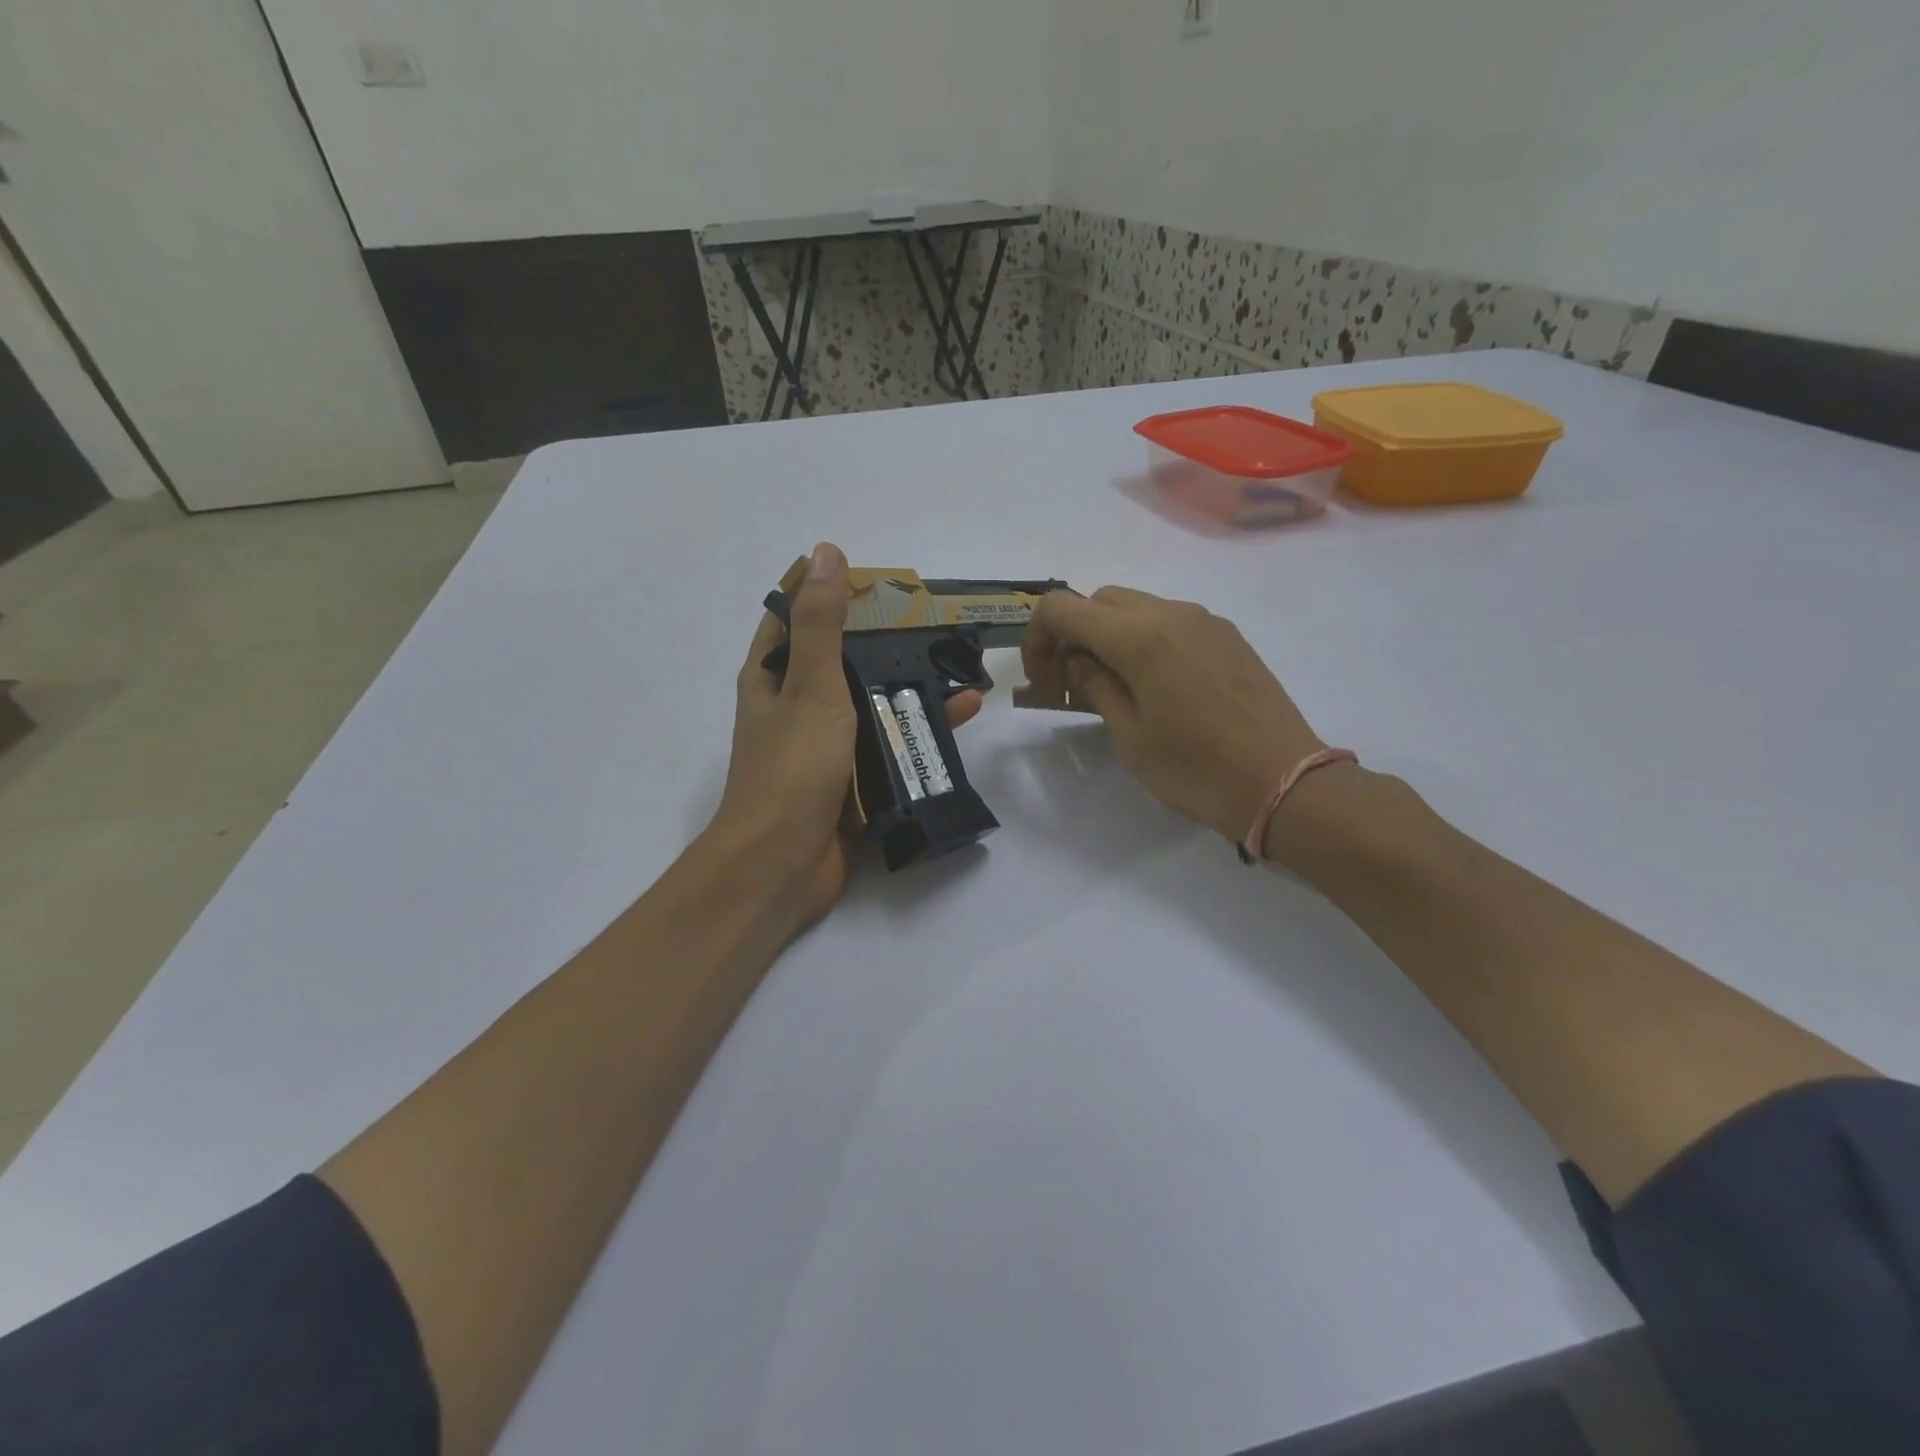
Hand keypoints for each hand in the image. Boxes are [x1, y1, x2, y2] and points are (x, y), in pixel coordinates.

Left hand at [709, 542, 981, 934]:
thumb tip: (826, 552)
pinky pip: (889, 745)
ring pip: (872, 704)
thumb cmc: (791, 768)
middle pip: (843, 661)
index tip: (878, 582)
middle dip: (887, 643)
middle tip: (937, 624)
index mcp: (772, 678)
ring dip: (911, 687)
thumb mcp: (810, 686)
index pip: (796, 619)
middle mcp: (796, 707)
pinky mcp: (852, 781)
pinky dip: (919, 730)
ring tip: (962, 667)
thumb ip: (821, 624)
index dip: (830, 594)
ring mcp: (825, 747)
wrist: (782, 865)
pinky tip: (961, 717)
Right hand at [1023, 586, 1324, 844]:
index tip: (1045, 681)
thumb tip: (1079, 662)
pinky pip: (1171, 621)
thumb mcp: (1131, 737)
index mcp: (1140, 637)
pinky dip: (1144, 639)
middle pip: (1099, 600)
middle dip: (1073, 634)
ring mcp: (1205, 621)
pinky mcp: (1228, 637)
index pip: (1063, 608)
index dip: (1038, 638)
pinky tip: (1154, 685)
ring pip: (1136, 606)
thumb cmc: (1197, 769)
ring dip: (1109, 635)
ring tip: (1112, 686)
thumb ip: (1096, 687)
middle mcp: (1172, 614)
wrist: (1285, 782)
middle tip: (1072, 685)